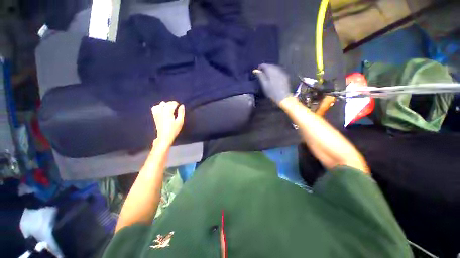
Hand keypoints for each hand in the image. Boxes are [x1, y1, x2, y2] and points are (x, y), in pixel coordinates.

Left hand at [151, 101, 184, 146]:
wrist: (164, 137)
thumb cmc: (174, 130)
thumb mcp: (180, 121)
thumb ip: (181, 113)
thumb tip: (182, 105)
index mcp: (168, 112)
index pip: (172, 104)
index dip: (176, 103)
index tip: (179, 105)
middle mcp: (161, 111)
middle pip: (166, 103)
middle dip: (171, 103)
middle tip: (176, 106)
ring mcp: (157, 113)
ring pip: (160, 104)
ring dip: (165, 104)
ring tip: (169, 107)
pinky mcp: (155, 116)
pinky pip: (155, 108)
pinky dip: (158, 107)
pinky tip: (162, 109)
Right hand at [254, 64, 291, 103]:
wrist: (283, 97)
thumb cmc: (272, 92)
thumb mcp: (264, 85)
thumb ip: (260, 76)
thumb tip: (256, 70)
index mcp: (272, 71)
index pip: (265, 65)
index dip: (260, 67)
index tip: (257, 70)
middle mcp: (278, 70)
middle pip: (270, 65)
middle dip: (266, 67)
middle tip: (261, 72)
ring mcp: (282, 72)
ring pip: (275, 67)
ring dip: (270, 69)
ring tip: (266, 74)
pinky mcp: (285, 76)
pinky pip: (279, 70)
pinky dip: (275, 71)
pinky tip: (273, 76)